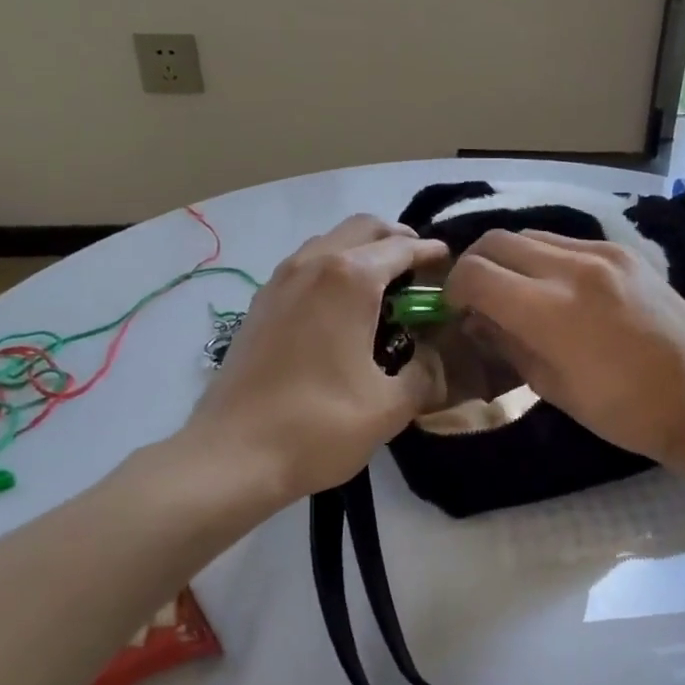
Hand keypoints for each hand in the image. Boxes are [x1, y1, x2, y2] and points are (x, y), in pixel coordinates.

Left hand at [167, 215, 450, 505]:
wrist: (231, 456)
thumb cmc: (318, 426)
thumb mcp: (390, 407)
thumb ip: (426, 375)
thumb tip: (435, 360)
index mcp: (350, 279)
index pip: (402, 247)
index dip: (432, 254)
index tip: (452, 267)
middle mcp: (313, 264)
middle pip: (364, 228)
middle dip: (398, 240)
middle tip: (421, 271)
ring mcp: (281, 280)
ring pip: (331, 241)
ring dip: (363, 251)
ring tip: (385, 287)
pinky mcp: (261, 302)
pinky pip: (306, 264)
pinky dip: (334, 268)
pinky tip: (343, 309)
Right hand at [443, 230, 684, 466]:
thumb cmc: (621, 409)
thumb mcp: (552, 386)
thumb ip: (507, 343)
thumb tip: (476, 318)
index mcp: (550, 310)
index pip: (476, 273)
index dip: (455, 289)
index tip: (458, 309)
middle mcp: (572, 267)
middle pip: (498, 241)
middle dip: (477, 265)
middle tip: (480, 296)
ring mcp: (602, 253)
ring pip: (532, 235)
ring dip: (512, 258)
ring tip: (518, 290)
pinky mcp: (625, 251)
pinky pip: (568, 242)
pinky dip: (547, 258)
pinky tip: (557, 287)